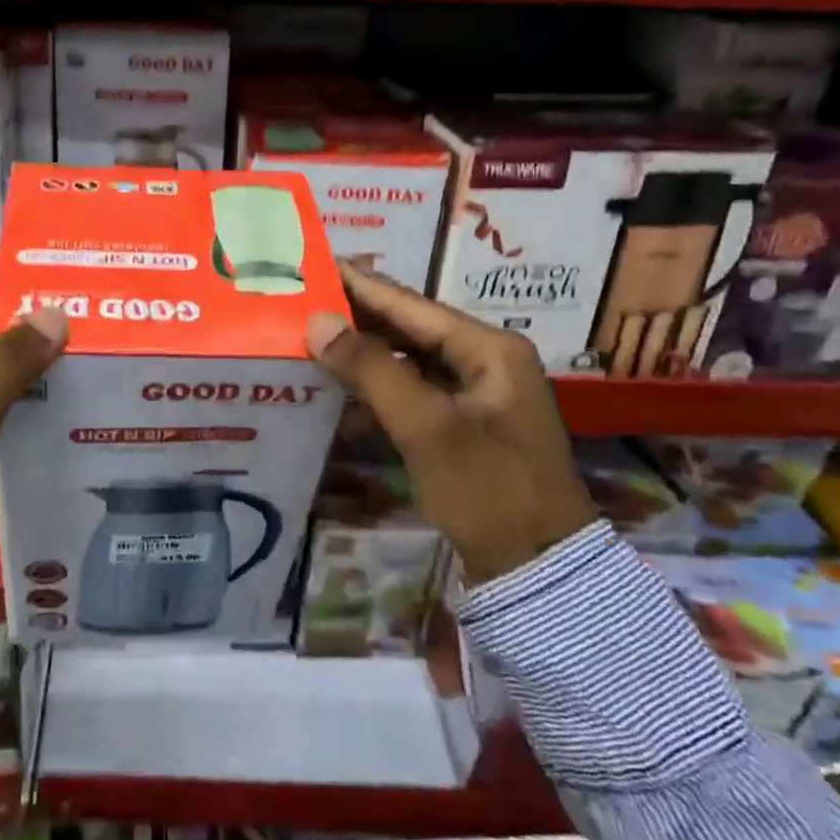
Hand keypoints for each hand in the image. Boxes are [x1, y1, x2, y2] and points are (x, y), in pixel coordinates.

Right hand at [305, 267, 595, 584]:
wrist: (538, 573)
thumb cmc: (488, 491)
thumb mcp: (427, 428)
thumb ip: (372, 370)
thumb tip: (318, 323)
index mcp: (488, 349)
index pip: (410, 305)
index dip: (360, 285)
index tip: (315, 265)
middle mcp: (484, 362)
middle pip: (408, 329)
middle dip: (356, 320)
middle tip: (301, 303)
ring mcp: (475, 396)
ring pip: (407, 362)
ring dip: (361, 357)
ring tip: (309, 342)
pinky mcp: (462, 427)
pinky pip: (411, 395)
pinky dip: (376, 393)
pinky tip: (337, 396)